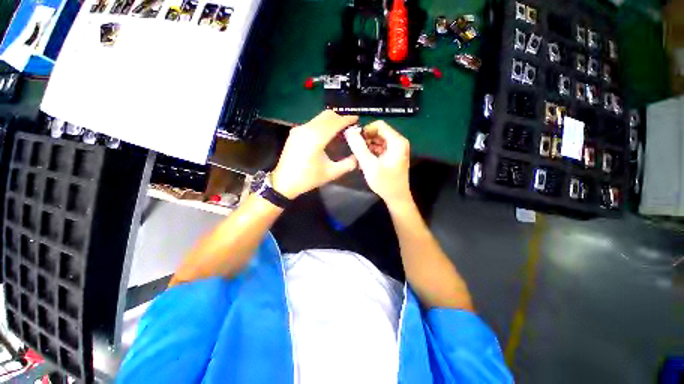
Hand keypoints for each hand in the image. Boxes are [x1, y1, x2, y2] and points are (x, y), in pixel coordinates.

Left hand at [272, 110, 358, 198]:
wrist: (284, 182)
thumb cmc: (308, 178)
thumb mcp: (331, 173)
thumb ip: (347, 164)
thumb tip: (358, 157)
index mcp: (316, 138)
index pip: (335, 122)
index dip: (347, 119)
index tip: (357, 119)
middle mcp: (307, 129)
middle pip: (327, 115)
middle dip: (340, 118)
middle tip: (350, 126)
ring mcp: (299, 129)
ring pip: (319, 118)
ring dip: (331, 121)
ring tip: (340, 130)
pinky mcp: (295, 132)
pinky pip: (313, 122)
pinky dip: (323, 124)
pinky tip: (327, 134)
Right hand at [344, 121, 411, 205]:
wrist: (397, 198)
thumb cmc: (385, 182)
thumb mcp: (369, 164)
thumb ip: (359, 147)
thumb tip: (349, 131)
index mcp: (397, 141)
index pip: (379, 125)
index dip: (365, 130)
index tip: (355, 141)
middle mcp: (399, 142)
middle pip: (379, 132)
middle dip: (366, 140)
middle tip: (356, 151)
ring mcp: (397, 149)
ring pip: (378, 140)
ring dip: (367, 147)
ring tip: (359, 158)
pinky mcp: (394, 156)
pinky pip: (380, 148)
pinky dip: (372, 153)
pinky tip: (365, 162)